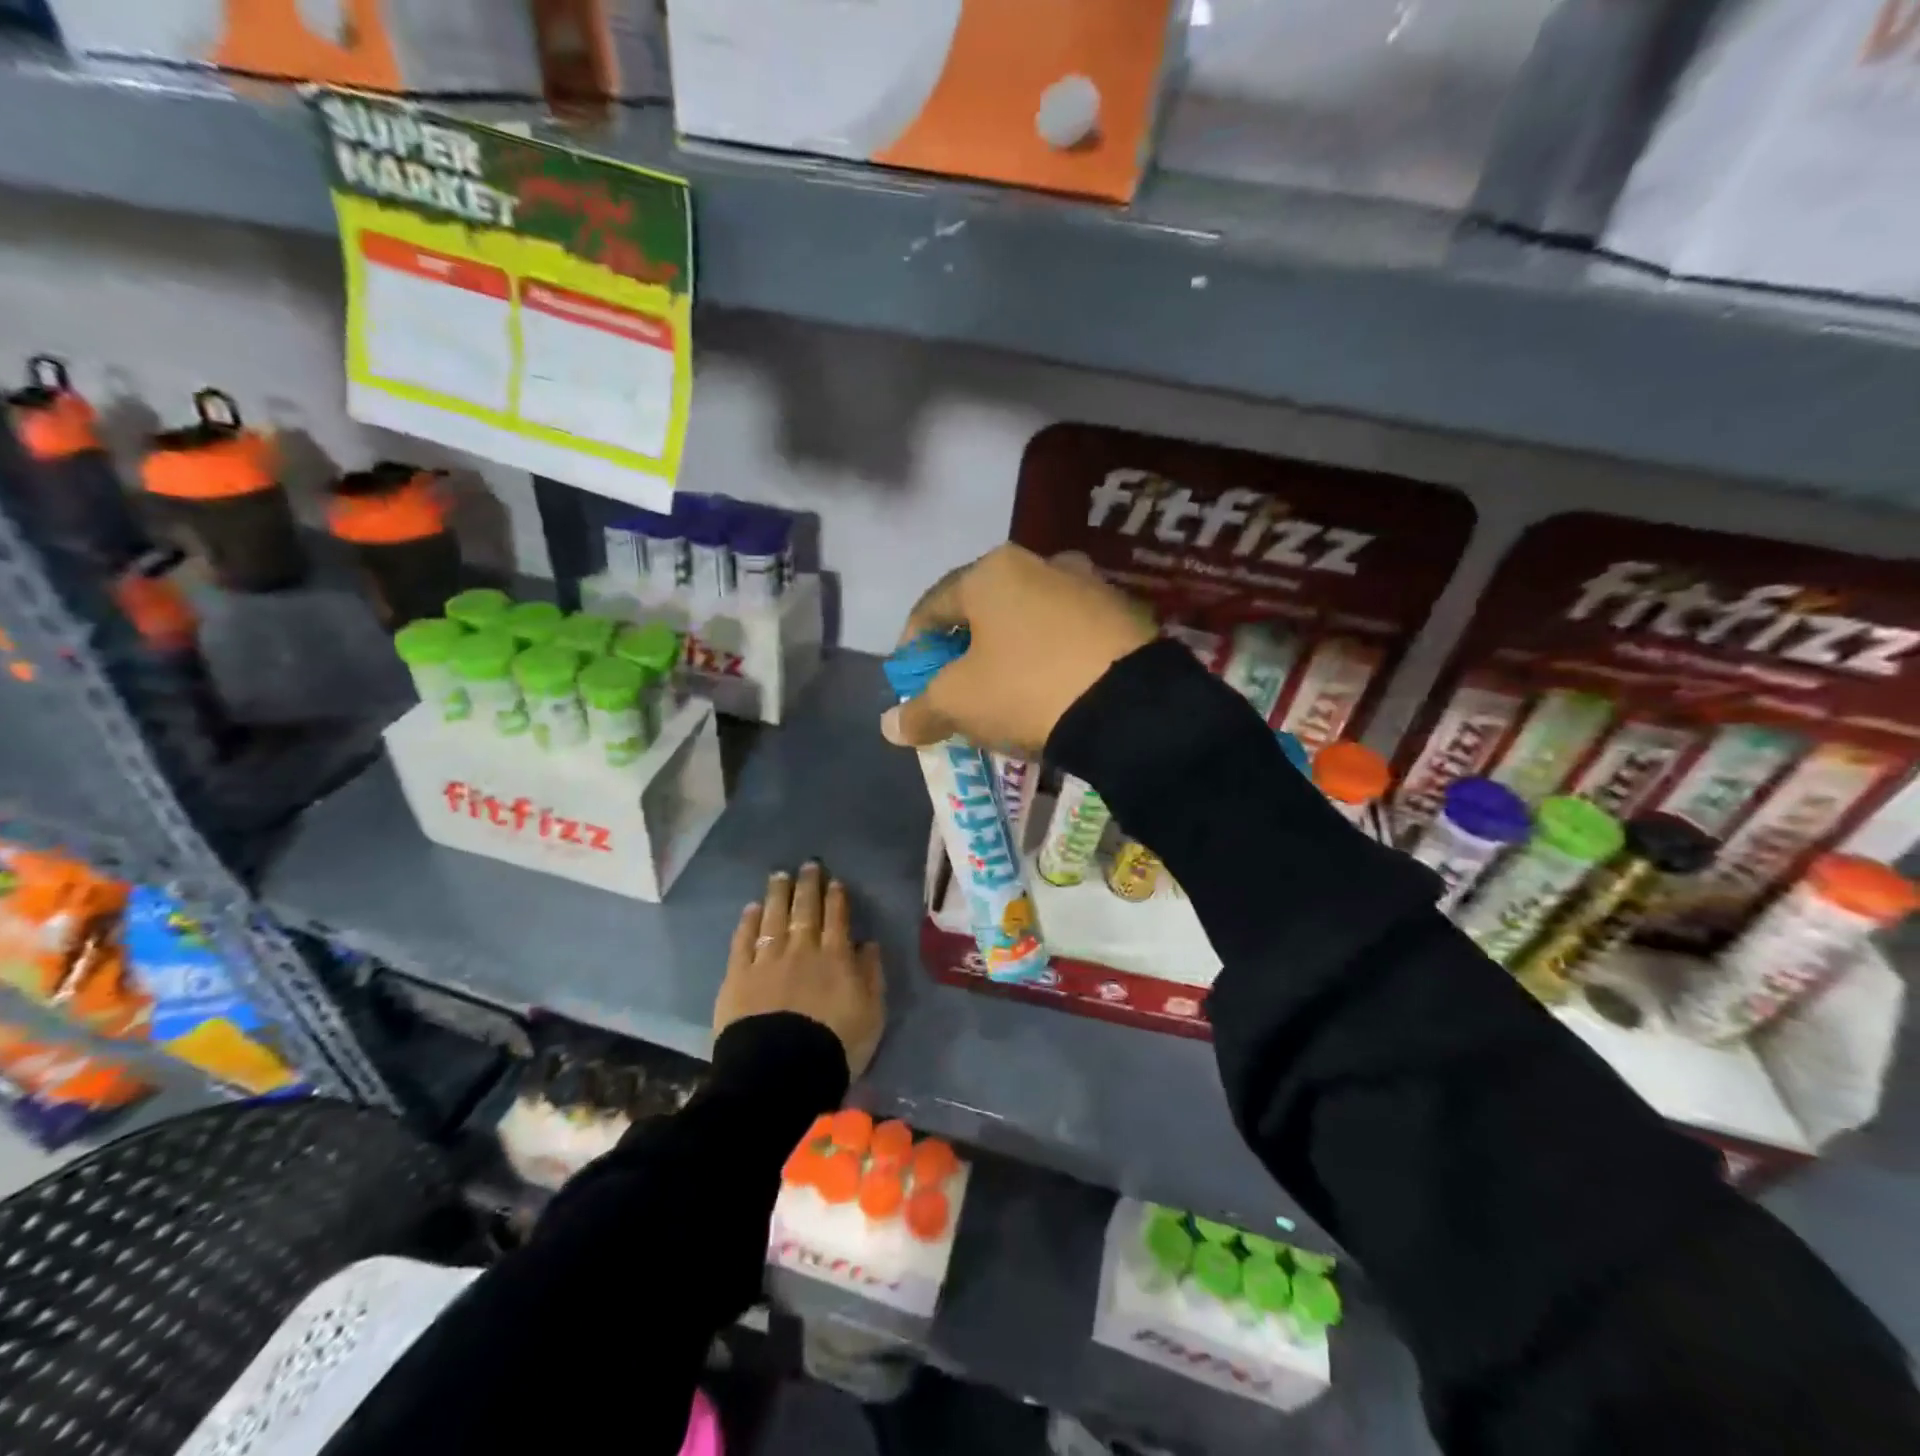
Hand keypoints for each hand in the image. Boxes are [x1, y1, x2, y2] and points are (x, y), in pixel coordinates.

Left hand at [713, 863, 884, 1077]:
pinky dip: (749, 922)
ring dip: (778, 894)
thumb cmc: (835, 1045)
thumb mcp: (872, 1014)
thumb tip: (868, 944)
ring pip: (774, 917)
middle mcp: (802, 949)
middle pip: (805, 910)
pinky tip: (751, 908)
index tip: (834, 881)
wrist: (781, 1071)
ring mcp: (768, 959)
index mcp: (836, 957)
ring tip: (779, 876)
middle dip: (808, 886)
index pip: (837, 918)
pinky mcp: (739, 975)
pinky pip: (744, 941)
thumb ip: (871, 975)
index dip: (836, 897)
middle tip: (808, 866)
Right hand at [881, 545, 1154, 756]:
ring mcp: (1088, 585)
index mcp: (992, 572)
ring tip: (1008, 693)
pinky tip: (1052, 690)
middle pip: (984, 610)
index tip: (911, 681)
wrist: (1130, 706)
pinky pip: (1069, 634)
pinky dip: (1051, 657)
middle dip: (964, 650)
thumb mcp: (960, 703)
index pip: (933, 606)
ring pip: (1030, 620)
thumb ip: (920, 710)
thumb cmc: (1026, 688)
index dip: (914, 646)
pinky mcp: (1124, 614)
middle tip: (958, 689)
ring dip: (1010, 652)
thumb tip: (889, 725)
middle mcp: (1041, 563)